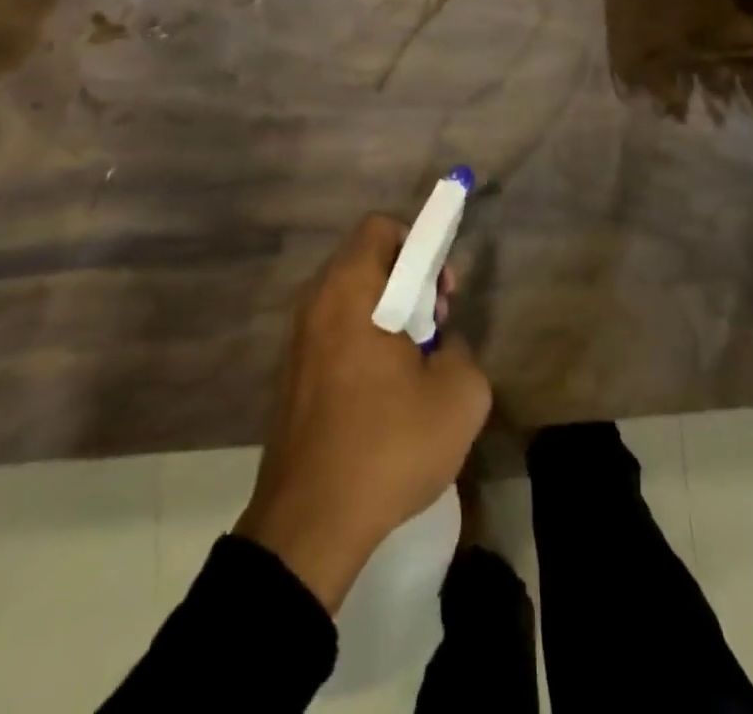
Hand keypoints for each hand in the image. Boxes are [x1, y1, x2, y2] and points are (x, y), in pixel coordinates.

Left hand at [235, 215, 491, 613]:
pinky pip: (335, 332)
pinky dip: (363, 342)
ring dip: (388, 316)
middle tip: (435, 330)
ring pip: (351, 298)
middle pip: (367, 259)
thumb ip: (462, 350)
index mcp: (350, 288)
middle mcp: (316, 300)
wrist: (309, 525)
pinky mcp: (291, 374)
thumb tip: (440, 347)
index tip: (440, 293)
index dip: (421, 245)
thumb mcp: (460, 395)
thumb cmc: (386, 445)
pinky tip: (384, 396)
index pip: (382, 227)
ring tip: (414, 367)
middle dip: (409, 283)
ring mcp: (297, 338)